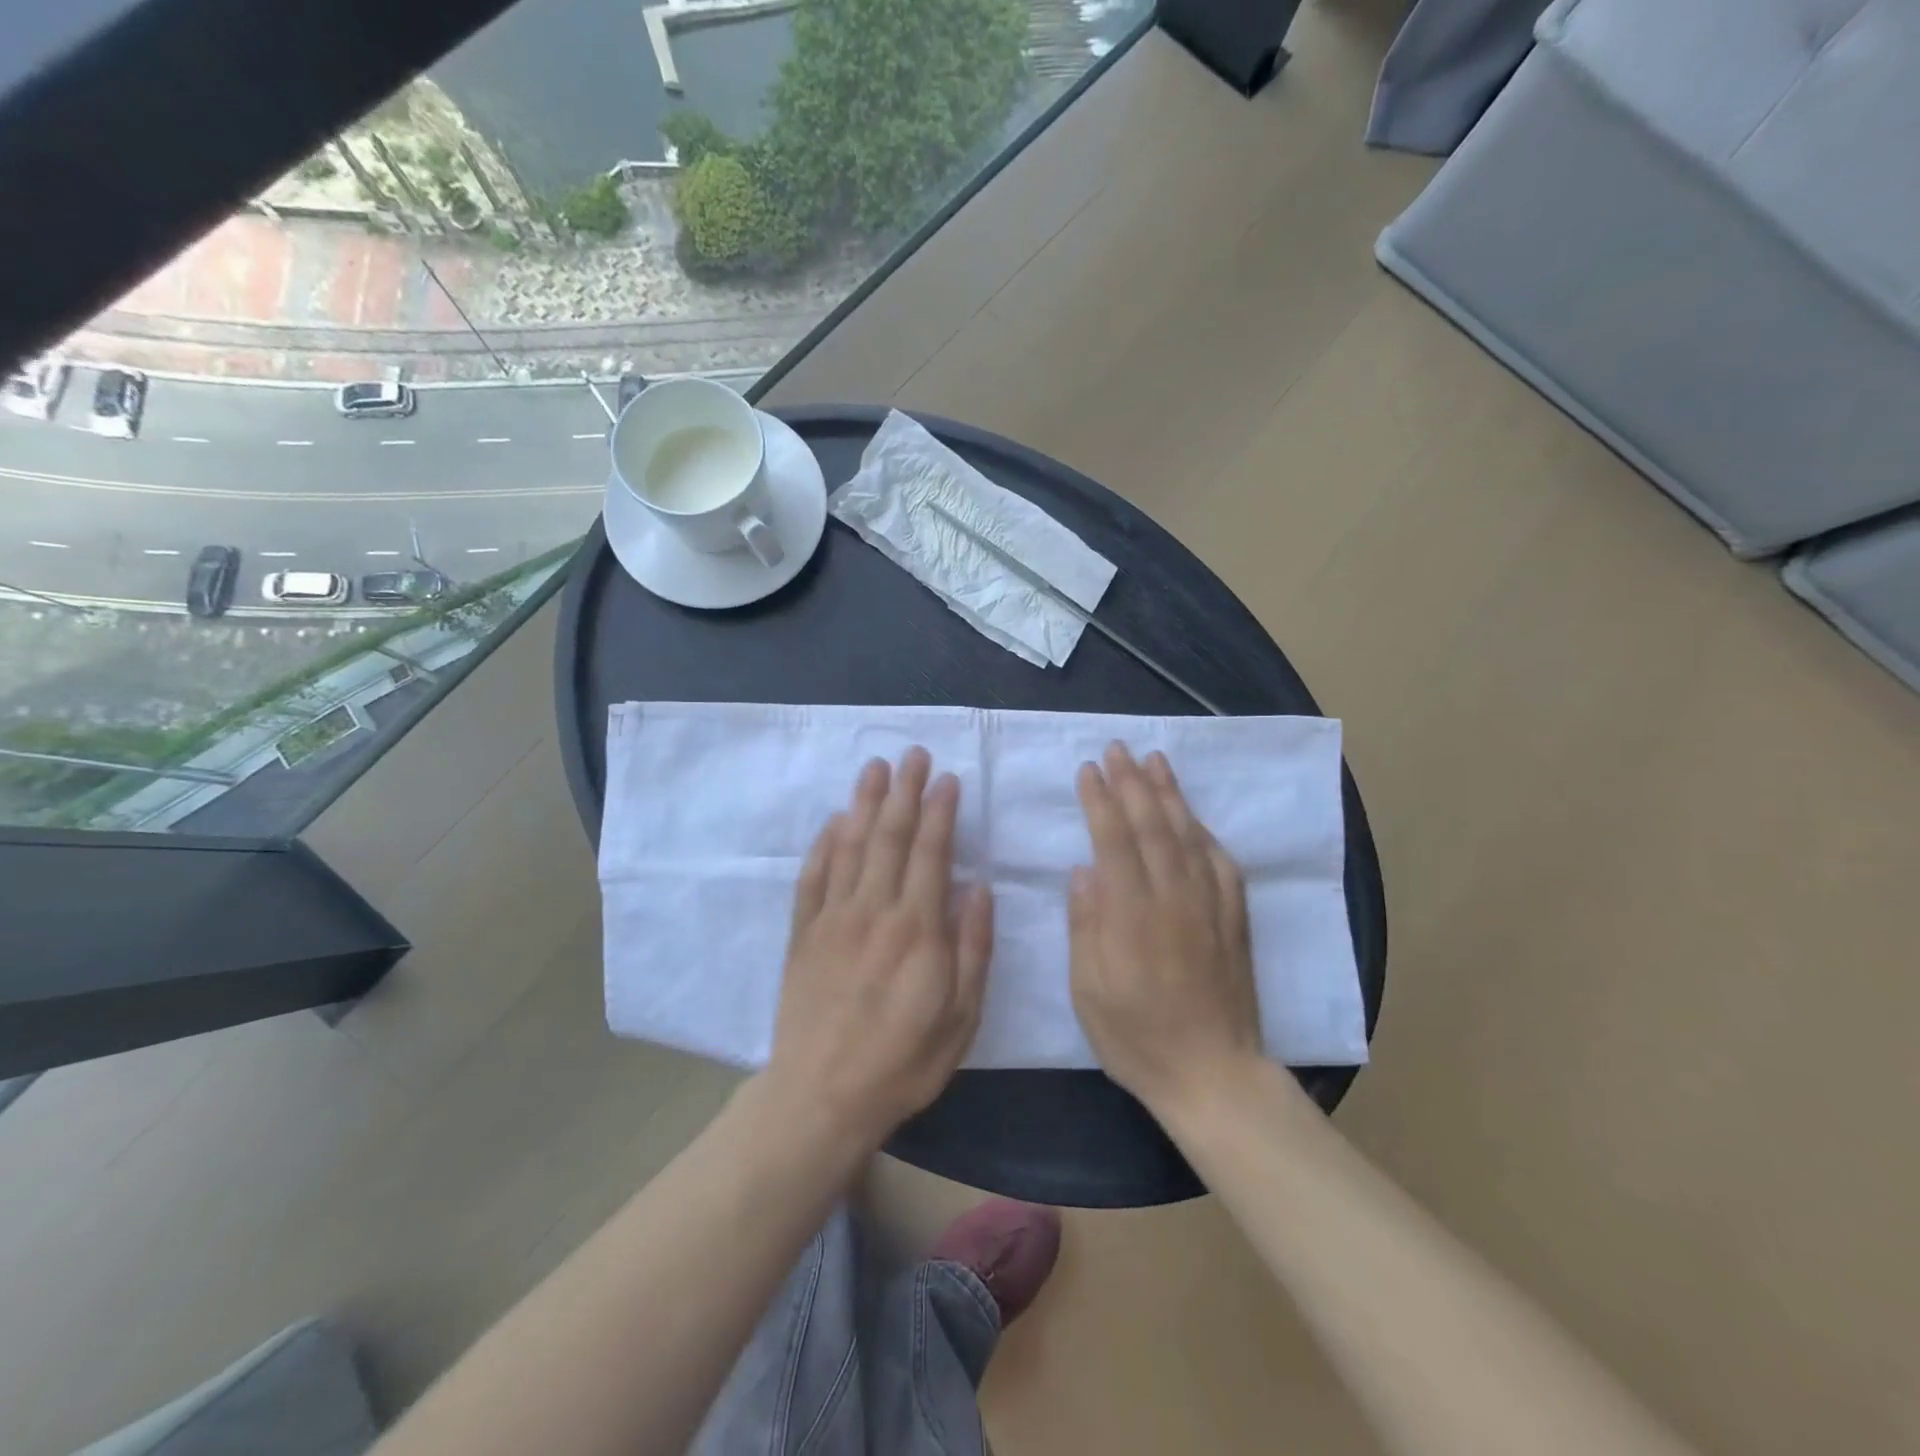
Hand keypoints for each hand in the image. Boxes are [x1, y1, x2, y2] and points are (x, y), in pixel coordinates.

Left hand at [768, 747, 992, 1147]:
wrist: (821, 1097)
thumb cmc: (902, 1062)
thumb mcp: (960, 1017)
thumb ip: (973, 947)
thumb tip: (978, 886)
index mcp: (917, 929)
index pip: (930, 853)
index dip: (940, 811)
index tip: (947, 778)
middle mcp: (873, 911)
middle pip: (888, 836)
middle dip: (903, 791)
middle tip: (912, 754)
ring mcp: (831, 919)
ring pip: (849, 846)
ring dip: (863, 803)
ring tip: (874, 767)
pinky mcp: (802, 934)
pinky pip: (812, 877)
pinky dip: (823, 844)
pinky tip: (832, 821)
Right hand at [1069, 742, 1263, 1119]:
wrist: (1214, 1075)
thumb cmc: (1137, 1037)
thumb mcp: (1090, 991)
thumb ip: (1086, 926)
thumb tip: (1084, 870)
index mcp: (1133, 914)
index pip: (1115, 841)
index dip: (1100, 801)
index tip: (1089, 770)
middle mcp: (1174, 898)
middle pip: (1152, 826)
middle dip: (1132, 783)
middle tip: (1117, 749)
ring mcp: (1210, 906)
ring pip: (1188, 835)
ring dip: (1170, 794)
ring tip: (1155, 761)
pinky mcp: (1234, 920)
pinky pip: (1222, 863)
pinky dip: (1205, 833)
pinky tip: (1195, 818)